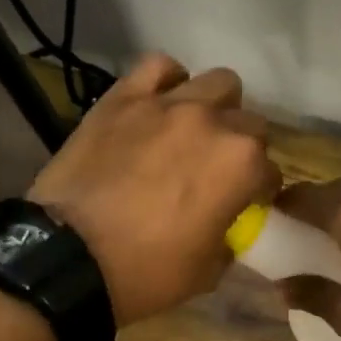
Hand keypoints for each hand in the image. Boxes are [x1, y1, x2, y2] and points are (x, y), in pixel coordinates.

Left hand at [28, 54, 279, 324]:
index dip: (260, 191)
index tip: (245, 204)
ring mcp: (167, 104)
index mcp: (242, 166)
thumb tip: (226, 226)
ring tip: (196, 132)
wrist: (70, 258)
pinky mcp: (124, 98)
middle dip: (243, 148)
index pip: (270, 171)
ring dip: (216, 108)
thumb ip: (229, 238)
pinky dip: (169, 82)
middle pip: (250, 123)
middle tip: (219, 172)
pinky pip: (159, 68)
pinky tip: (161, 105)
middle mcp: (213, 123)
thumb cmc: (147, 272)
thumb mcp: (208, 272)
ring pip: (217, 83)